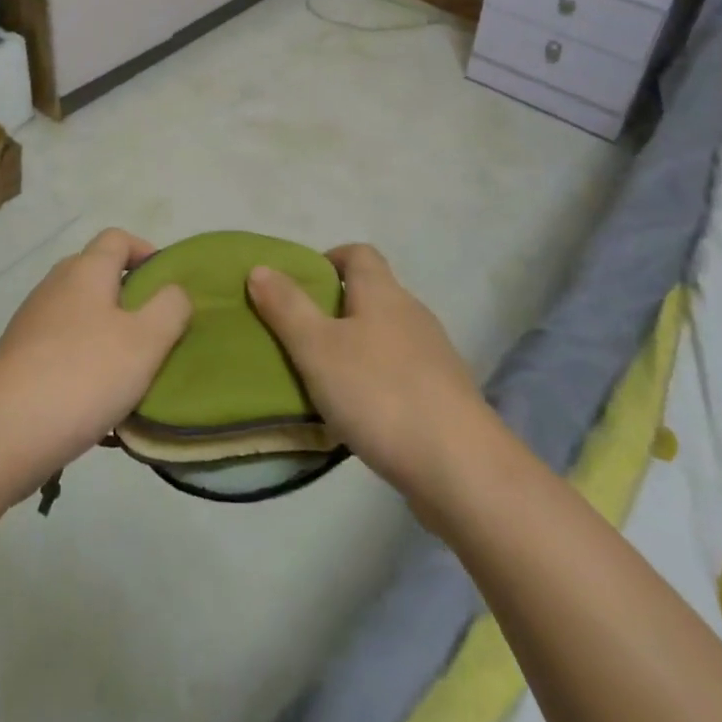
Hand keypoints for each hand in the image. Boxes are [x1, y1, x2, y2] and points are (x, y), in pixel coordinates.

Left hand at [0, 228, 191, 502]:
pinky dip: (81, 360)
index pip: (117, 238)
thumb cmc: (84, 374)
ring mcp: (31, 321)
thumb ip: (170, 308)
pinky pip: (59, 347)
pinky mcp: (16, 357)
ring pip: (78, 313)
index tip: (166, 283)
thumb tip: (174, 291)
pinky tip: (94, 400)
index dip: (145, 251)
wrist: (3, 431)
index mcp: (86, 270)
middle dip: (127, 296)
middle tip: (153, 331)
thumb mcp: (146, 341)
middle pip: (96, 274)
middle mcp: (55, 285)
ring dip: (104, 333)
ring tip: (127, 372)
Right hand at [247, 244, 492, 510]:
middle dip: (336, 307)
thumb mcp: (317, 348)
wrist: (461, 467)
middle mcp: (412, 313)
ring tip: (323, 376)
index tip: (299, 284)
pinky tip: (360, 412)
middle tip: (300, 334)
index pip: (358, 253)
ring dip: (357, 347)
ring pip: (386, 335)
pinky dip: (377, 380)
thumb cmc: (380, 394)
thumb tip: (260, 267)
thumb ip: (287, 307)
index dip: (328, 259)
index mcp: (383, 293)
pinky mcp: (444, 395)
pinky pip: (401, 372)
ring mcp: (434, 355)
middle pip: (372, 294)